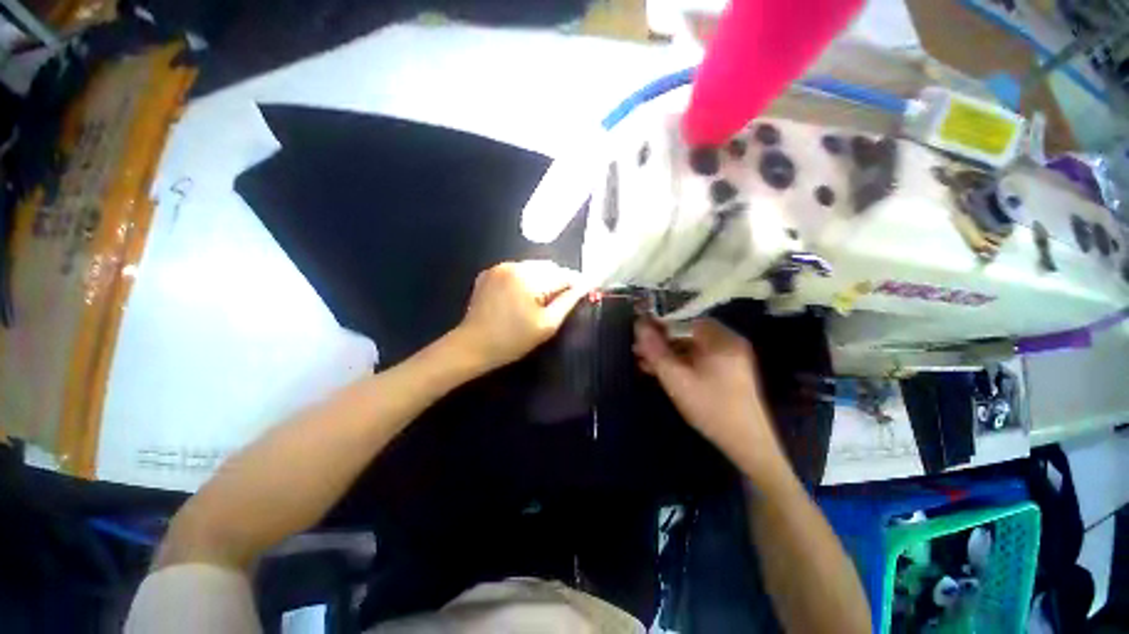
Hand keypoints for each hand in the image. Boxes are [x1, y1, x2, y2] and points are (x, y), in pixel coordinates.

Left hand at [453, 261, 588, 371]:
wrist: (473, 346)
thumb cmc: (513, 340)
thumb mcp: (547, 324)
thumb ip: (568, 301)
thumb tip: (585, 285)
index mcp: (529, 277)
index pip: (563, 274)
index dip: (576, 283)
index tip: (584, 293)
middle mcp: (514, 265)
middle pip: (548, 267)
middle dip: (558, 281)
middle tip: (560, 302)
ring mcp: (499, 267)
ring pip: (533, 267)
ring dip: (542, 280)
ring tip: (540, 301)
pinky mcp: (489, 273)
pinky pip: (516, 271)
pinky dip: (525, 280)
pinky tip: (522, 297)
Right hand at [633, 318, 781, 470]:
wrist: (746, 444)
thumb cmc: (710, 407)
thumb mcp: (677, 379)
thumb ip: (656, 351)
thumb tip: (638, 325)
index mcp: (720, 339)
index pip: (685, 319)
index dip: (660, 323)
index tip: (640, 330)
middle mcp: (727, 342)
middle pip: (686, 333)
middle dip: (660, 340)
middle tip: (638, 349)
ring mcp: (728, 358)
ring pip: (690, 347)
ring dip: (666, 353)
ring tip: (643, 362)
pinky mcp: (725, 372)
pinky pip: (697, 359)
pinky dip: (679, 362)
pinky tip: (659, 371)